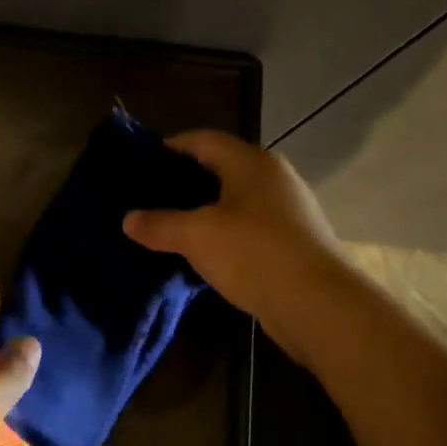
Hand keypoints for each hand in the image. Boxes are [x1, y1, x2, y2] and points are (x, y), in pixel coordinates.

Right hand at [122, 130, 344, 330]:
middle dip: (184, 183)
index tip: (140, 163)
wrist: (319, 305)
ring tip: (168, 226)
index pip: (203, 140)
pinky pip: (247, 230)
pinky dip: (222, 236)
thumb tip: (128, 219)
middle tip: (148, 198)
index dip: (170, 147)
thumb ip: (160, 224)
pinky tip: (200, 254)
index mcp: (251, 162)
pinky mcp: (292, 244)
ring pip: (234, 202)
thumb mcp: (197, 236)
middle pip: (220, 169)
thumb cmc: (254, 253)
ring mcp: (287, 212)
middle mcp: (273, 178)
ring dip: (203, 212)